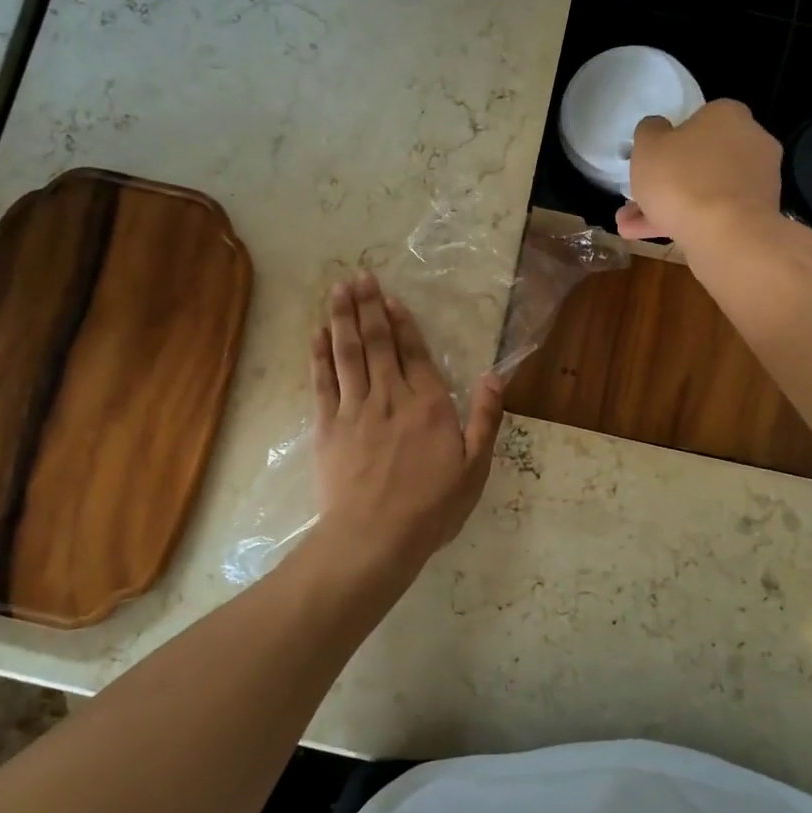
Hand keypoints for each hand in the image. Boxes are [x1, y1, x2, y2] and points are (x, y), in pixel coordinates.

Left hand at [308, 271, 504, 582]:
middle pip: (377, 343)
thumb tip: (494, 376)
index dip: (402, 323)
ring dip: (343, 318)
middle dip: (368, 307)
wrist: (374, 537)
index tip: (390, 297)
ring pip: (347, 353)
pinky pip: (323, 381)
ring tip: (338, 289)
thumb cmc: (431, 507)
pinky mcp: (327, 426)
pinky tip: (318, 333)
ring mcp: (355, 409)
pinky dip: (319, 354)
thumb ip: (485, 419)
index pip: (414, 353)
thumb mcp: (474, 468)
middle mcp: (390, 396)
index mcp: (428, 405)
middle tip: (359, 275)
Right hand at [615, 98, 782, 242]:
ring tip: (630, 227)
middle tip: (636, 199)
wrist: (726, 235)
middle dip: (666, 181)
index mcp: (728, 115)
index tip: (651, 160)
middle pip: (700, 159)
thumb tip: (658, 128)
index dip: (671, 140)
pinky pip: (716, 213)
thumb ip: (649, 131)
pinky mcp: (758, 215)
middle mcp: (751, 141)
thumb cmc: (682, 179)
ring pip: (704, 190)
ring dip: (669, 206)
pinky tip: (652, 237)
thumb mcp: (648, 146)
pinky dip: (687, 222)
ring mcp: (757, 181)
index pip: (698, 119)